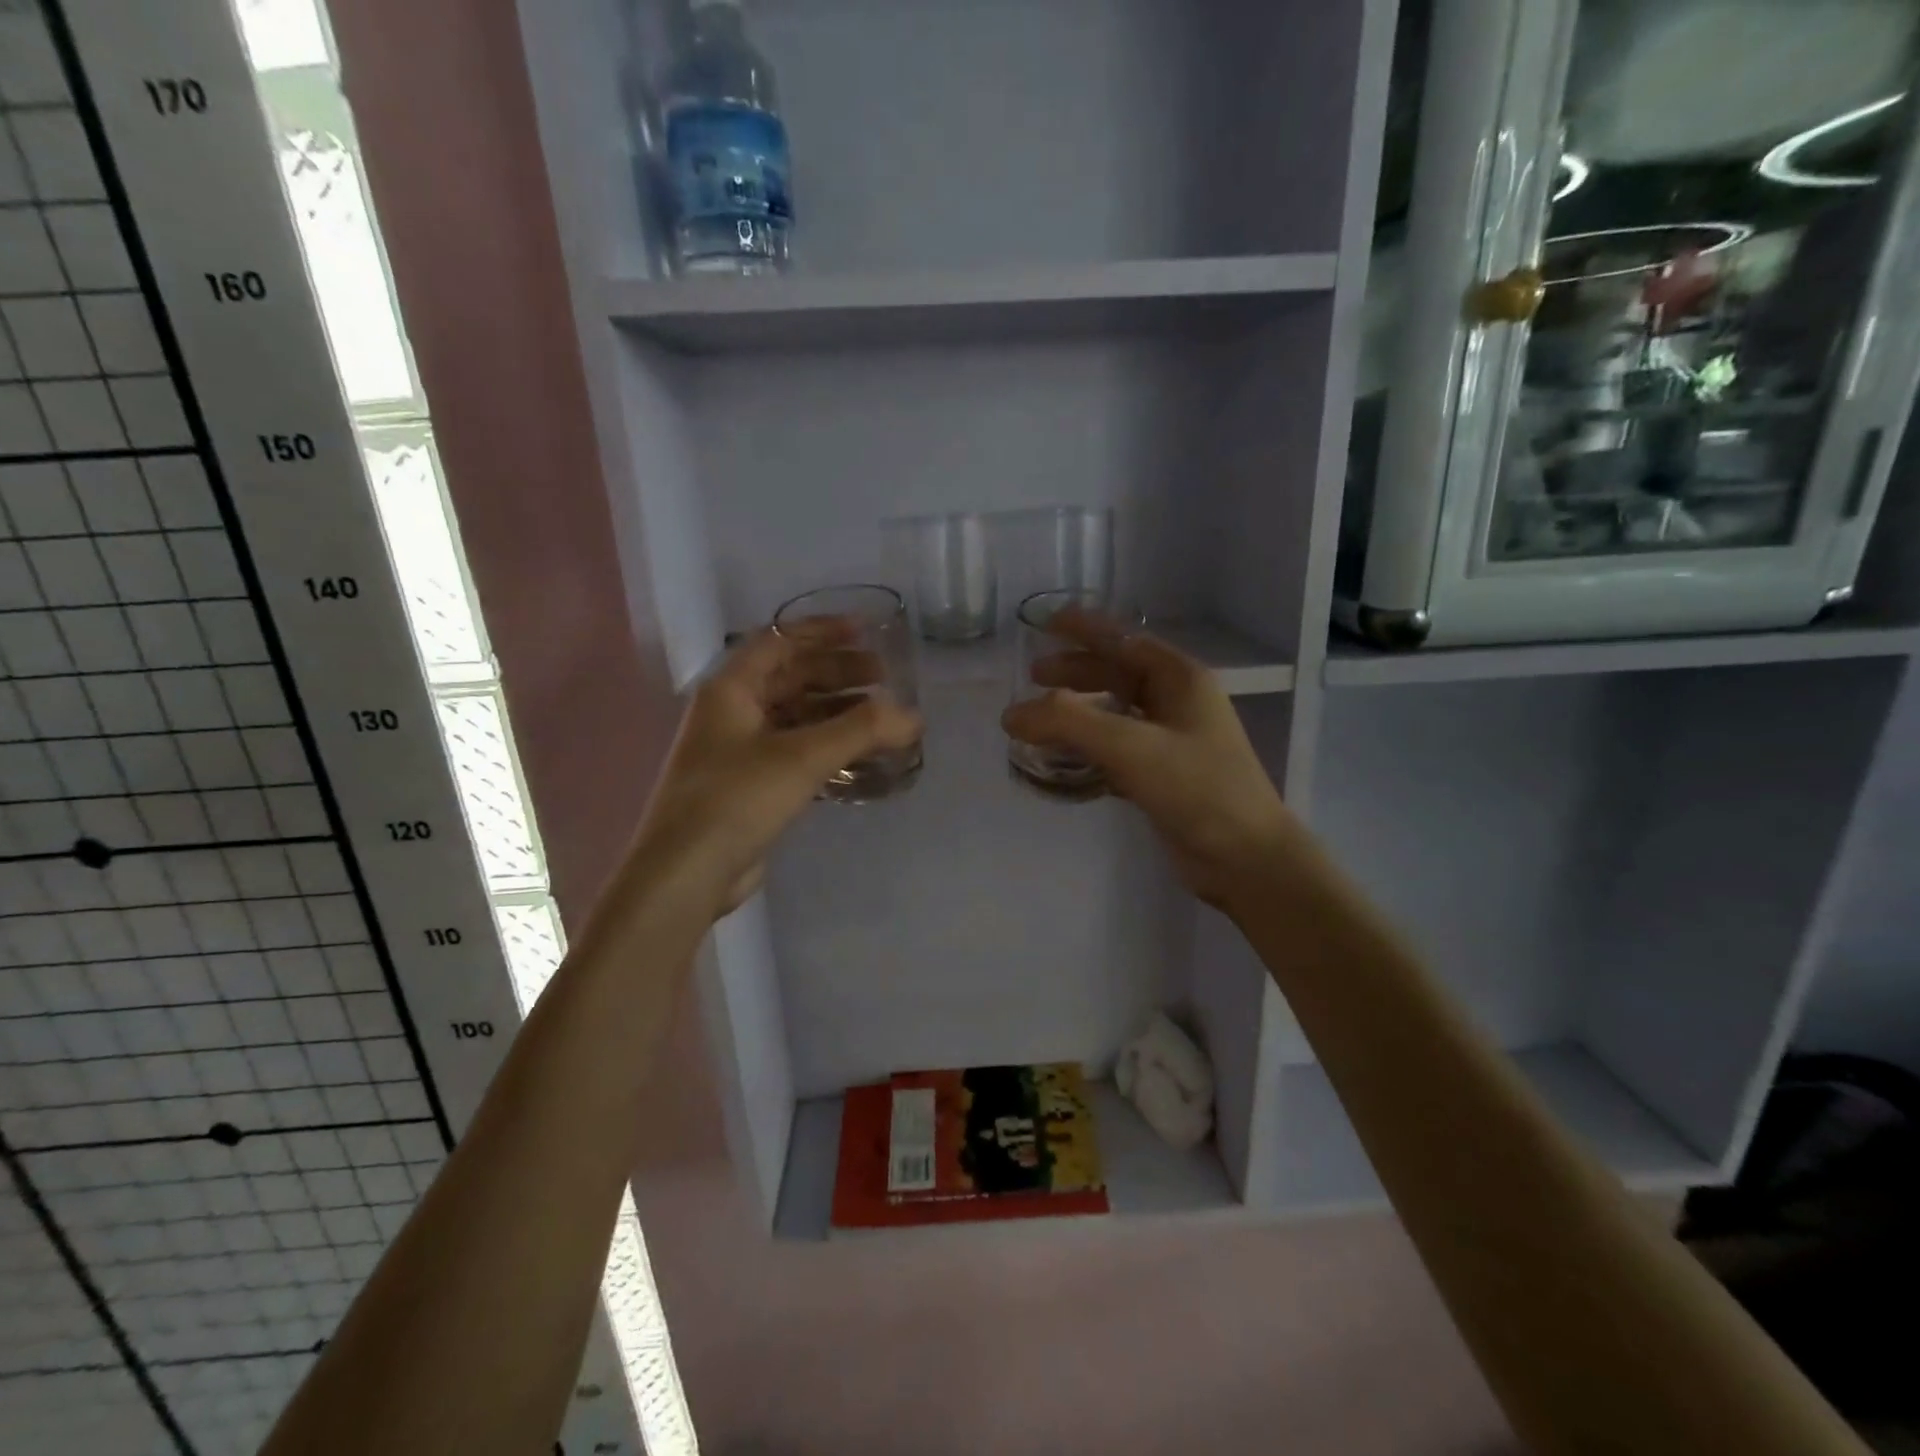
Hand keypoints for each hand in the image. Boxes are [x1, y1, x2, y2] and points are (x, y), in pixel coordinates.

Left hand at [626, 622, 921, 919]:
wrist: (686, 873)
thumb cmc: (737, 799)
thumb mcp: (802, 757)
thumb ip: (861, 730)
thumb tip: (913, 716)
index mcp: (731, 689)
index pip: (779, 641)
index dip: (823, 631)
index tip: (866, 631)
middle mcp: (731, 712)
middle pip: (791, 678)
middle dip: (838, 674)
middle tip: (884, 679)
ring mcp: (738, 751)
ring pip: (795, 717)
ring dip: (836, 713)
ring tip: (881, 719)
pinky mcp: (750, 786)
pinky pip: (795, 752)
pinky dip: (827, 747)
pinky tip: (859, 757)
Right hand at [1001, 610, 1303, 909]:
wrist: (1246, 859)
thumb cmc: (1197, 790)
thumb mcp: (1132, 748)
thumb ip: (1069, 723)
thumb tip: (1012, 714)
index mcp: (1180, 679)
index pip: (1124, 639)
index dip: (1084, 628)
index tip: (1045, 623)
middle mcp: (1177, 703)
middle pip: (1117, 674)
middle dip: (1075, 672)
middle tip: (1033, 676)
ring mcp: (1172, 741)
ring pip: (1115, 713)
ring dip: (1078, 712)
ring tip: (1040, 719)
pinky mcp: (1163, 776)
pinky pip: (1116, 749)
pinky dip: (1088, 748)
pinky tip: (1064, 759)